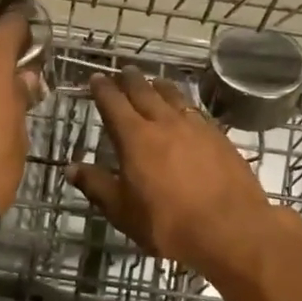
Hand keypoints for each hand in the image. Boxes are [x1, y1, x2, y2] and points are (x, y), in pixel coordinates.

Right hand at [67, 66, 282, 277]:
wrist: (230, 229)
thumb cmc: (168, 224)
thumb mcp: (122, 211)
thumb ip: (97, 185)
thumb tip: (71, 168)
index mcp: (136, 138)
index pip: (113, 104)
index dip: (102, 90)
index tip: (96, 79)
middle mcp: (165, 123)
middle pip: (145, 92)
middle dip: (131, 80)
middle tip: (123, 71)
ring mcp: (197, 127)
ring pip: (174, 97)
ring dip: (160, 86)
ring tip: (155, 82)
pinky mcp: (220, 138)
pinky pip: (197, 111)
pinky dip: (185, 104)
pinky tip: (187, 111)